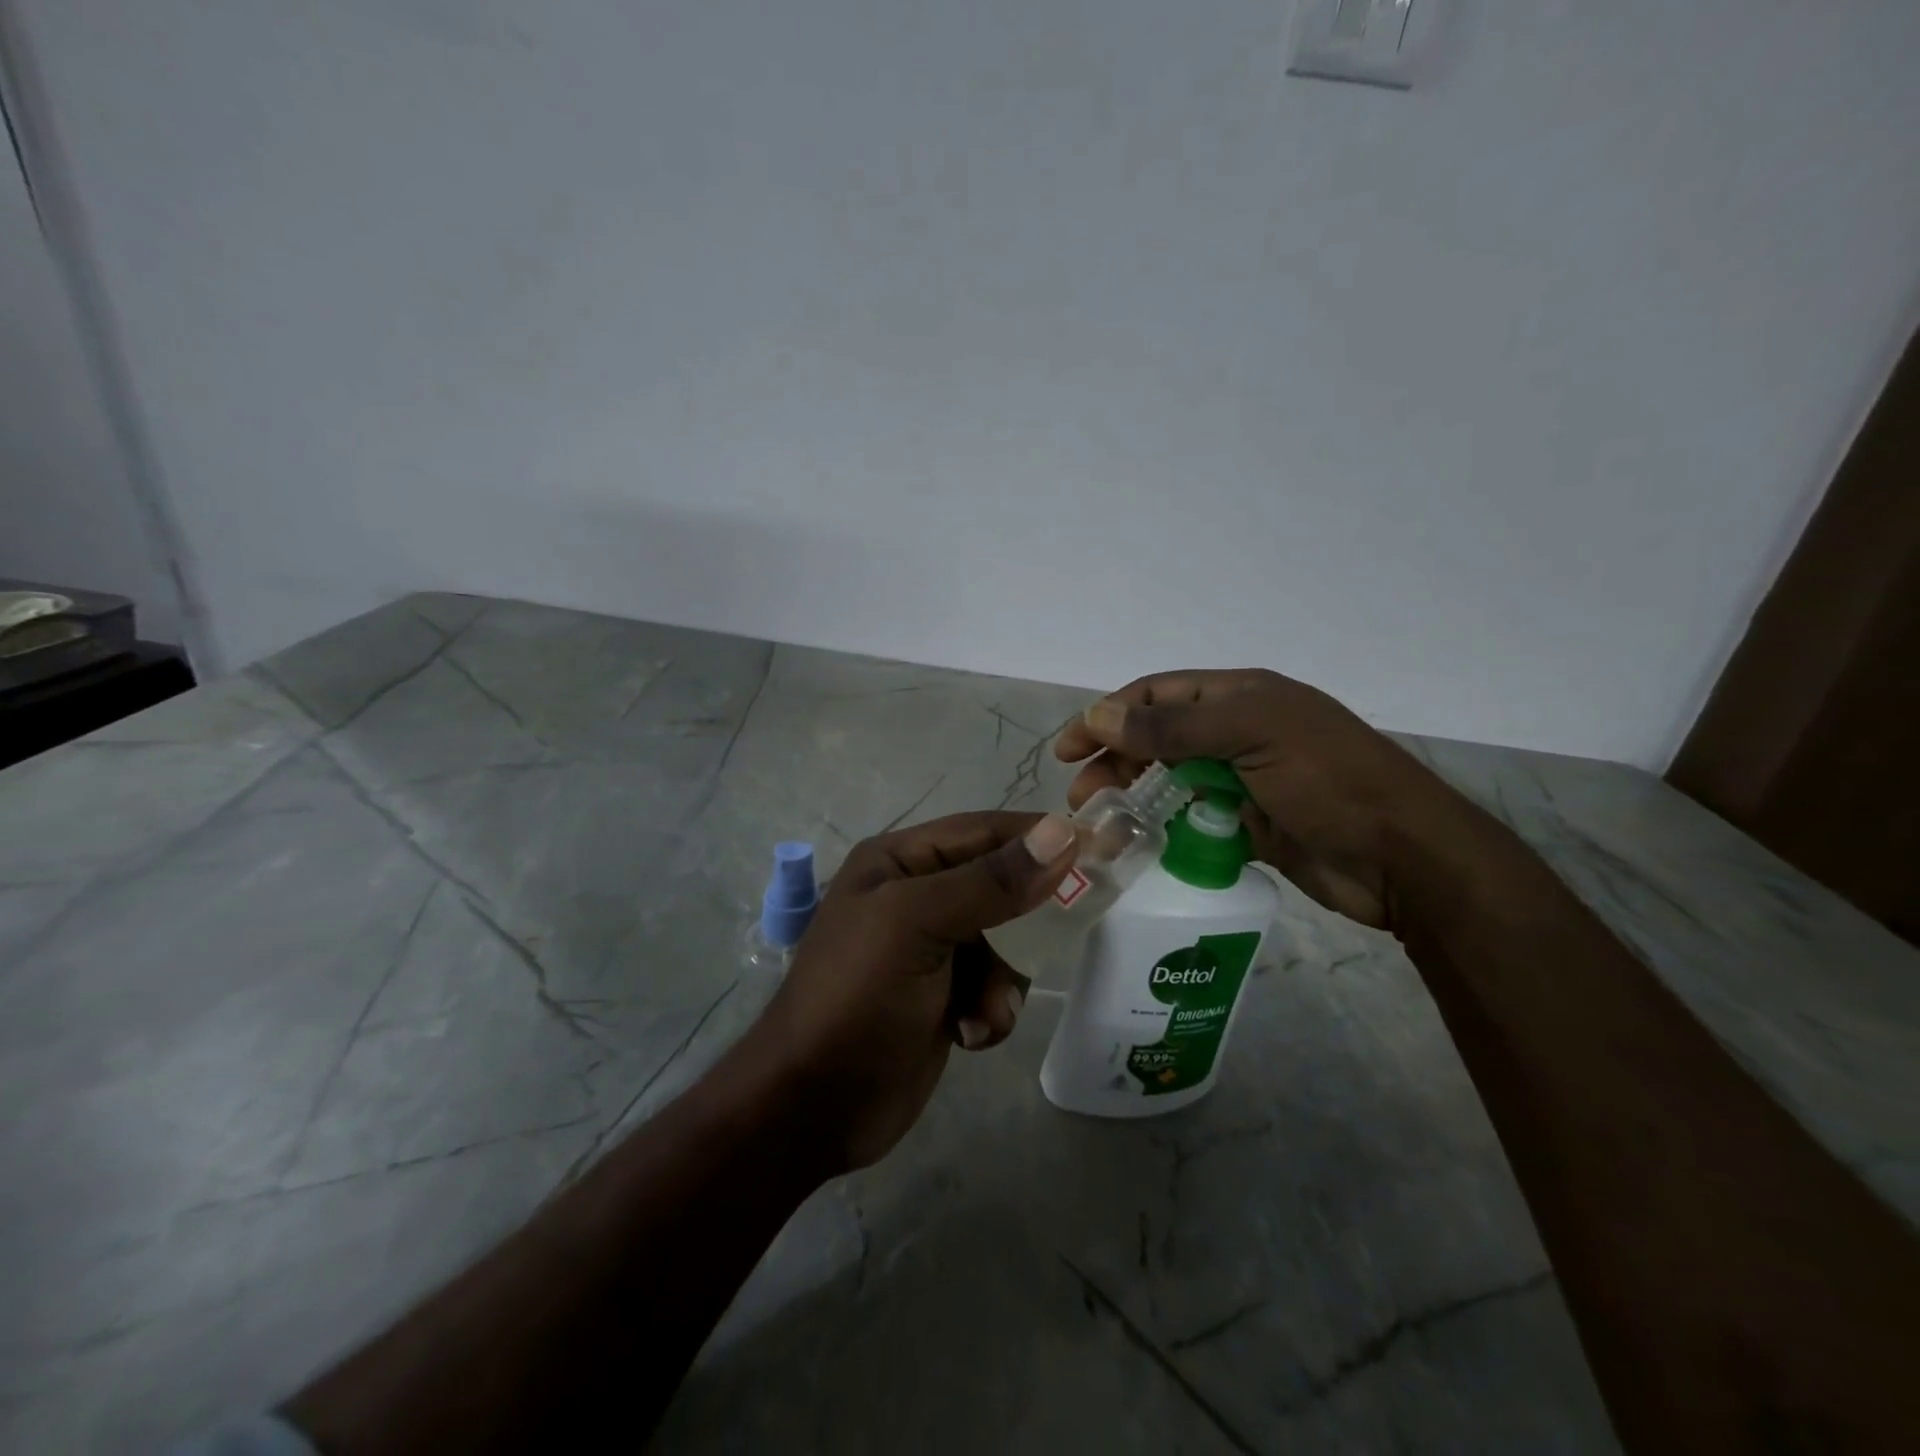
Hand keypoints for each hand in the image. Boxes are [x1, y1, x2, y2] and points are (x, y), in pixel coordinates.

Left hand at [733, 811, 1076, 1172]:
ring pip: (1004, 942)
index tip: (1101, 846)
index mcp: (900, 861)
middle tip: (1065, 931)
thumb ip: (991, 881)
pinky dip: (990, 1010)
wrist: (812, 1107)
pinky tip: (968, 1035)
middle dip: (1024, 920)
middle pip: (999, 886)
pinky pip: (993, 987)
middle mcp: (916, 895)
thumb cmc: (857, 998)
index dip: (1039, 835)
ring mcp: (930, 949)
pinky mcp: (942, 996)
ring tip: (983, 1011)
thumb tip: (1062, 830)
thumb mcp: (918, 925)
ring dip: (1003, 979)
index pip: (983, 830)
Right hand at [1055, 669, 1464, 930]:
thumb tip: (1100, 714)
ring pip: (1171, 781)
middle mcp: (1237, 731)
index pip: (1158, 694)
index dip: (1109, 714)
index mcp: (1240, 696)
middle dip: (1114, 760)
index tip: (1070, 747)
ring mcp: (1243, 779)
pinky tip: (1141, 844)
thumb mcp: (1251, 734)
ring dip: (1134, 797)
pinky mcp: (1249, 824)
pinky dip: (1165, 828)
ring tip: (1103, 823)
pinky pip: (1193, 820)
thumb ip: (1174, 725)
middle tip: (1081, 796)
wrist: (1404, 858)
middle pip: (1157, 738)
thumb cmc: (1329, 781)